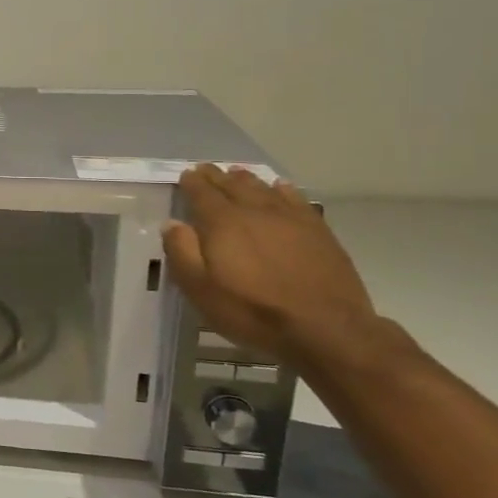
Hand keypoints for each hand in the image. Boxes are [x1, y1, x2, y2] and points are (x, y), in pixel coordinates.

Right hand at [162, 165, 383, 369]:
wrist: (326, 328)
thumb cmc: (252, 311)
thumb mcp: (200, 289)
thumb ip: (181, 252)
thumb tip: (172, 223)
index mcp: (222, 222)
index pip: (202, 193)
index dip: (191, 182)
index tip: (186, 175)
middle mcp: (255, 210)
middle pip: (232, 185)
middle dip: (216, 176)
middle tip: (206, 169)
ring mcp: (290, 218)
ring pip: (262, 188)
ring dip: (246, 179)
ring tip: (236, 173)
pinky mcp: (317, 230)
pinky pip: (296, 199)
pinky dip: (283, 190)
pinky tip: (280, 188)